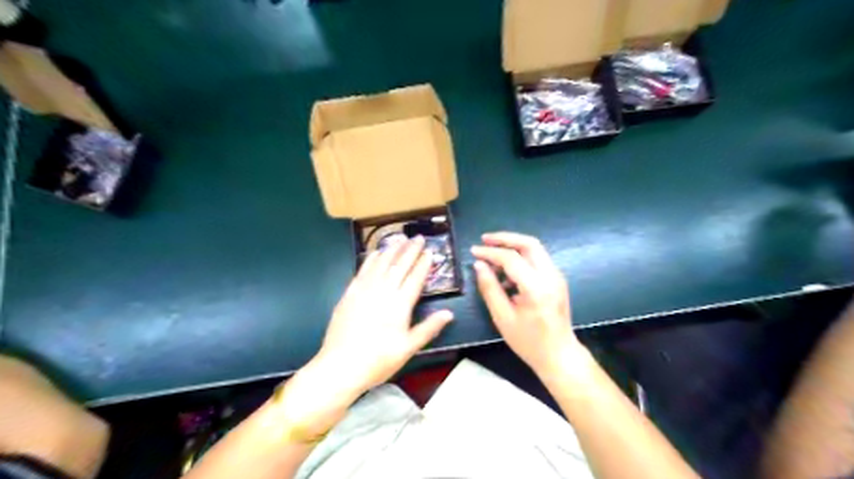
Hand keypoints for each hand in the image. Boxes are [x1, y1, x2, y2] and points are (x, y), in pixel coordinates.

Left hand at [309, 237, 452, 396]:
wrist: (340, 366)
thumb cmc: (378, 360)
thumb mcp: (408, 348)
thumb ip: (429, 328)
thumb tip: (449, 313)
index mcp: (400, 304)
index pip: (415, 278)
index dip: (423, 264)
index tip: (430, 251)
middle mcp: (383, 291)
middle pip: (399, 265)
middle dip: (410, 250)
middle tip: (419, 237)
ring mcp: (364, 290)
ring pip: (381, 263)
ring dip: (392, 249)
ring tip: (401, 238)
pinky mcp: (349, 293)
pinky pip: (363, 270)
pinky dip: (371, 259)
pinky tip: (376, 252)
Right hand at [471, 234, 584, 375]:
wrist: (559, 355)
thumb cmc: (529, 342)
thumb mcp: (503, 317)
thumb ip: (490, 288)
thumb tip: (479, 265)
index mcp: (536, 288)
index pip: (511, 258)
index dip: (490, 252)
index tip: (473, 251)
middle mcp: (551, 276)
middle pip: (529, 243)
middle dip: (505, 238)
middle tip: (485, 240)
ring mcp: (557, 276)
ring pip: (535, 249)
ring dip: (513, 247)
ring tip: (492, 260)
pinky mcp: (557, 280)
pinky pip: (537, 260)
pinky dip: (521, 258)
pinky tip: (506, 273)